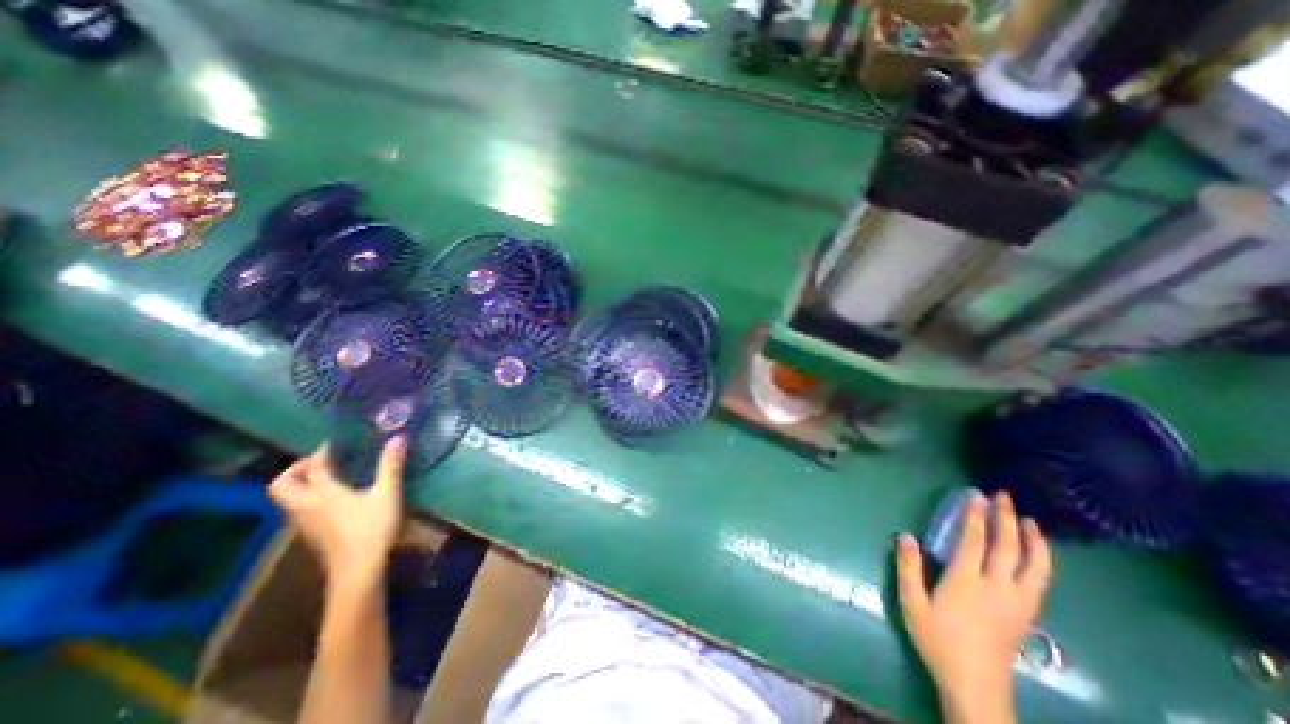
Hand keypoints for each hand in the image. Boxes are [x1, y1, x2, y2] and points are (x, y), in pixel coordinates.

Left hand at [261, 439, 401, 591]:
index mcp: (321, 493)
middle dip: (297, 470)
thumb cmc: (372, 527)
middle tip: (322, 463)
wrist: (357, 570)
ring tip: (330, 478)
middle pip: (282, 484)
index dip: (323, 451)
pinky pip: (300, 510)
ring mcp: (305, 523)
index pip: (314, 466)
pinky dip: (309, 499)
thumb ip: (390, 465)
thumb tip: (398, 437)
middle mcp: (305, 506)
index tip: (337, 442)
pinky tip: (335, 500)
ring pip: (288, 499)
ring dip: (302, 485)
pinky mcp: (312, 535)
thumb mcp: (387, 493)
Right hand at [900, 493, 1044, 722]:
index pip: (973, 541)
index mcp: (966, 581)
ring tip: (1030, 521)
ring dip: (1033, 540)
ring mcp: (1017, 602)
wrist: (975, 685)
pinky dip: (1040, 561)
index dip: (974, 516)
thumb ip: (908, 566)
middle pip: (1008, 547)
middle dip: (1006, 519)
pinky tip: (1036, 554)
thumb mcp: (912, 602)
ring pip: (1035, 566)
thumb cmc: (938, 640)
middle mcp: (997, 587)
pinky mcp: (1027, 614)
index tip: (975, 495)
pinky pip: (1040, 580)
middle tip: (1004, 497)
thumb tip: (904, 534)